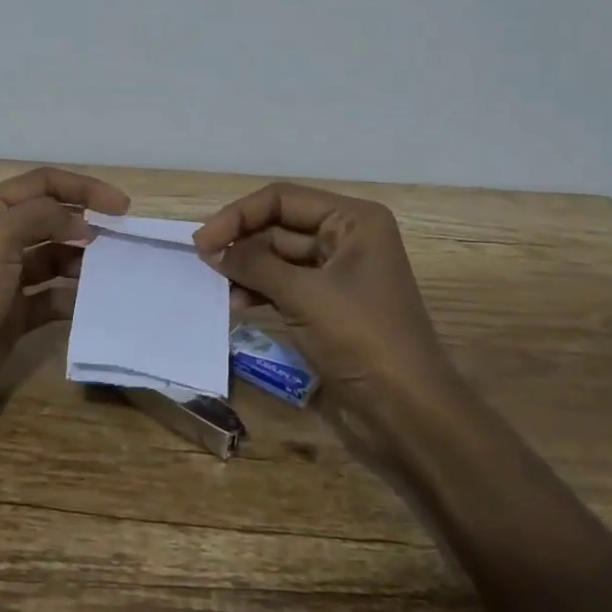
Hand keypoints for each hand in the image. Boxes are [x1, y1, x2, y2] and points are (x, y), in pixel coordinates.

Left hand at [0, 166, 129, 424]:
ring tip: (112, 270)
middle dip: (86, 222)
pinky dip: (75, 297)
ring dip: (83, 260)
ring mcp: (6, 278)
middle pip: (51, 217)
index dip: (83, 188)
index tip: (121, 207)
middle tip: (122, 238)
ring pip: (55, 257)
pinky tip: (96, 302)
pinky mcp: (16, 313)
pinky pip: (54, 296)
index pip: (43, 184)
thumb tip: (82, 223)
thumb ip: (43, 216)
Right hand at [193, 182, 451, 416]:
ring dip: (248, 268)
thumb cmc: (361, 338)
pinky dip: (262, 290)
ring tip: (220, 287)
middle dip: (243, 242)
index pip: (282, 199)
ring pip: (280, 256)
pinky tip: (238, 304)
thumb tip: (212, 249)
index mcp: (353, 220)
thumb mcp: (303, 295)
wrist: (409, 412)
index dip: (238, 215)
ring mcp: (340, 272)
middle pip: (280, 225)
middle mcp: (348, 236)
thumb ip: (254, 264)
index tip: (202, 242)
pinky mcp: (331, 304)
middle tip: (204, 263)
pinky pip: (287, 283)